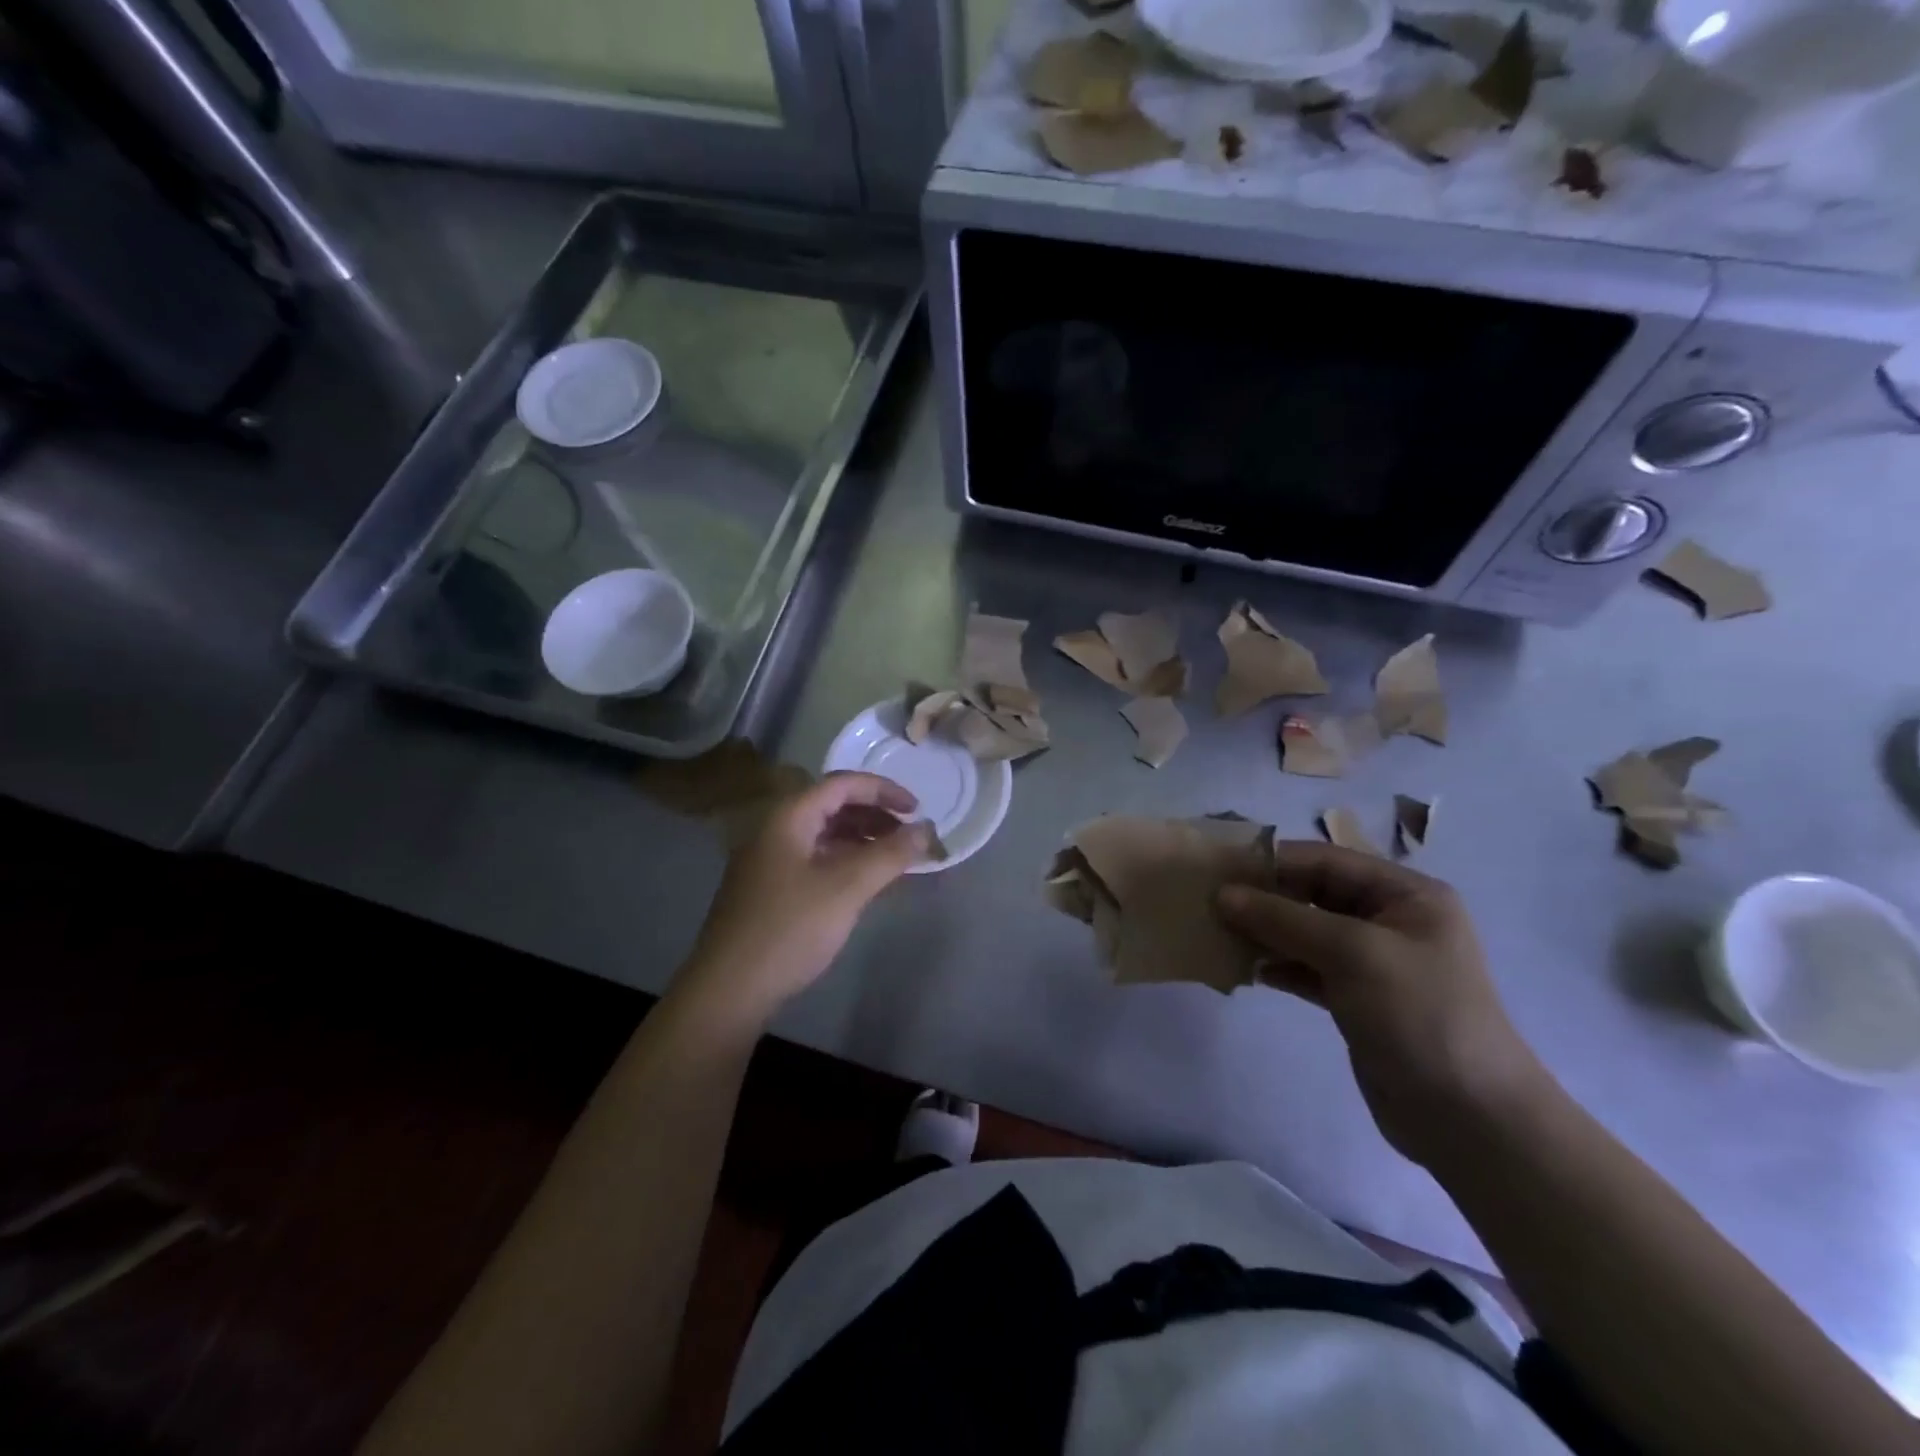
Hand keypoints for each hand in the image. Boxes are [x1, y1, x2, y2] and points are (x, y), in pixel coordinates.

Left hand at [675, 773, 932, 1026]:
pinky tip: (865, 881)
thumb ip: (890, 854)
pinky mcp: (770, 887)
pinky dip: (846, 860)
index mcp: (789, 817)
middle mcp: (776, 829)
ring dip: (862, 838)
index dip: (884, 790)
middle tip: (909, 836)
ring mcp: (770, 859)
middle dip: (875, 814)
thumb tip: (926, 828)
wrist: (729, 989)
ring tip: (895, 858)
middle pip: (833, 805)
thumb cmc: (790, 929)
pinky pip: (816, 858)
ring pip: (824, 833)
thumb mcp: (847, 888)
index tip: (917, 810)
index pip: (842, 783)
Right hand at [1216, 843, 1546, 1167]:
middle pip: (1313, 895)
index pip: (1326, 861)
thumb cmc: (1419, 1015)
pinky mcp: (1356, 999)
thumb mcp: (1352, 953)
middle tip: (1209, 902)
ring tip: (1218, 934)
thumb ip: (1283, 919)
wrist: (1469, 1118)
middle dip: (1264, 898)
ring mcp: (1373, 962)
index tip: (1219, 868)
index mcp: (1406, 895)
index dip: (1273, 861)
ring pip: (1305, 932)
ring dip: (1264, 932)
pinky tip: (1245, 970)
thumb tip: (1222, 895)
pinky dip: (1277, 966)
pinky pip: (1307, 968)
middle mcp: (1389, 921)